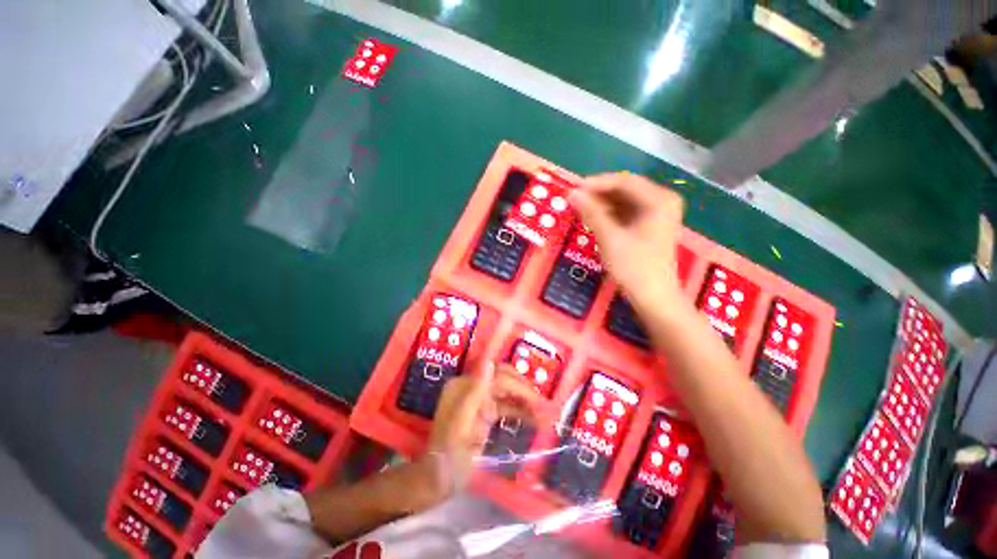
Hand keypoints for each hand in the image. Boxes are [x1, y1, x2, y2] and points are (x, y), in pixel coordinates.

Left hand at [415, 362, 545, 507]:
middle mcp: (473, 387)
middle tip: (544, 406)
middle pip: (503, 380)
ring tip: (544, 414)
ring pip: (507, 392)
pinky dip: (519, 411)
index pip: (498, 377)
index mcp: (464, 385)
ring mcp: (479, 399)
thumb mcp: (461, 425)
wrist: (439, 481)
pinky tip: (533, 419)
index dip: (519, 387)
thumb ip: (475, 391)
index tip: (538, 402)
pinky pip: (506, 406)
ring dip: (525, 401)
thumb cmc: (449, 456)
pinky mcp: (485, 412)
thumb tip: (489, 362)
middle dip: (524, 391)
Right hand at [568, 172, 685, 308]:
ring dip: (602, 205)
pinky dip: (609, 215)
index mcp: (659, 200)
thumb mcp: (610, 238)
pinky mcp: (649, 226)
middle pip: (625, 190)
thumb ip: (591, 213)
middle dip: (598, 195)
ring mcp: (657, 214)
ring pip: (624, 201)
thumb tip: (571, 193)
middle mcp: (662, 201)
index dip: (596, 184)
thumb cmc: (634, 268)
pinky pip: (626, 213)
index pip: (623, 181)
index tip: (573, 189)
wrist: (654, 298)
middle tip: (574, 201)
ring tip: (580, 210)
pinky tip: (593, 220)